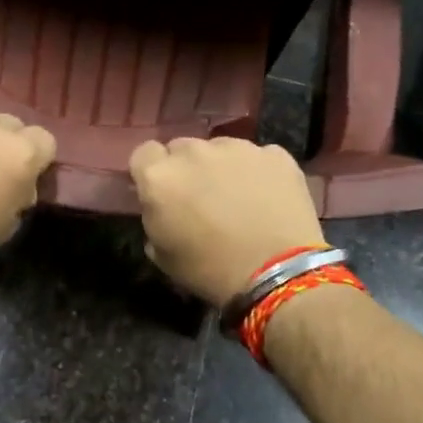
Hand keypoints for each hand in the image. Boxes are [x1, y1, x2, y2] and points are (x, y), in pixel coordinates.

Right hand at [129, 137, 324, 306]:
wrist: (278, 273)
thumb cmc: (211, 270)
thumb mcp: (163, 255)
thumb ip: (154, 218)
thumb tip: (161, 208)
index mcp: (160, 176)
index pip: (144, 153)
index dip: (152, 171)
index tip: (162, 192)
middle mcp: (194, 151)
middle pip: (182, 148)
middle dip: (187, 168)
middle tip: (201, 198)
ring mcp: (237, 148)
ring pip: (221, 148)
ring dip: (222, 167)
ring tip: (239, 198)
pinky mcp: (274, 154)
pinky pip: (258, 157)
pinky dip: (258, 172)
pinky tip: (268, 198)